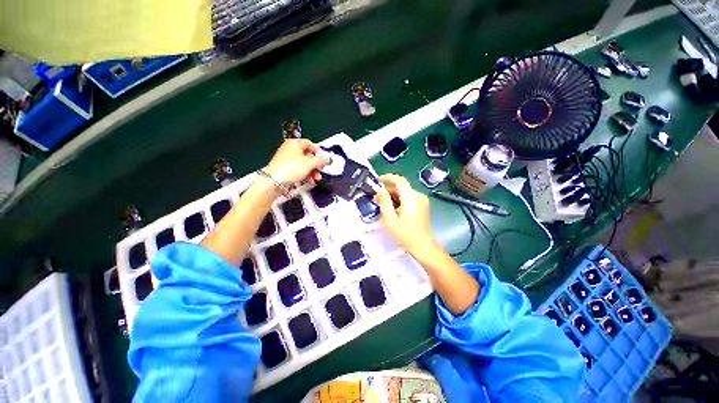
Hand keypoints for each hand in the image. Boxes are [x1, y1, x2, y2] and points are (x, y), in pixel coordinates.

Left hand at [264, 139, 328, 186]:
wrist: (274, 182)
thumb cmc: (290, 168)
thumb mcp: (310, 163)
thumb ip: (321, 160)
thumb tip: (327, 159)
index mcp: (294, 143)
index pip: (309, 143)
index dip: (318, 151)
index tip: (323, 159)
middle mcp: (289, 149)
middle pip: (307, 155)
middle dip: (316, 164)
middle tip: (320, 169)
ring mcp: (287, 160)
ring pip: (304, 164)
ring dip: (312, 171)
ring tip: (316, 178)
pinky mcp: (285, 169)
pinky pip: (298, 170)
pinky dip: (305, 174)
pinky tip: (309, 180)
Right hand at [373, 174, 436, 254]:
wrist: (423, 246)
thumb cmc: (405, 234)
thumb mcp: (390, 219)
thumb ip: (384, 202)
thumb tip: (381, 191)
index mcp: (411, 198)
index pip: (399, 180)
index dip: (387, 178)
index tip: (377, 180)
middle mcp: (418, 196)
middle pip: (401, 187)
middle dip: (387, 191)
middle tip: (376, 200)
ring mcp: (422, 200)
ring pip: (404, 192)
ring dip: (392, 196)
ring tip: (382, 206)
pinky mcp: (422, 205)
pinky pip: (408, 198)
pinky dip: (399, 200)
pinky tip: (392, 209)